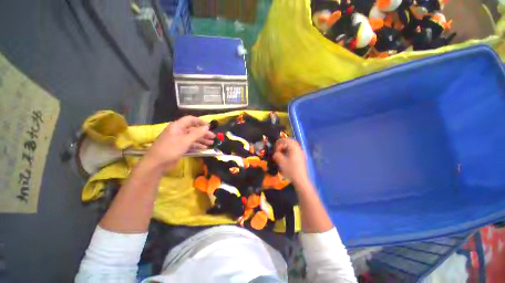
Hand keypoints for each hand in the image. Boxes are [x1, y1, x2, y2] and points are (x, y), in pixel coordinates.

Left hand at [145, 116, 214, 170]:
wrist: (157, 164)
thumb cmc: (170, 149)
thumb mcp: (185, 140)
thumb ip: (197, 133)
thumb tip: (207, 127)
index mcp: (178, 126)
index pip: (190, 120)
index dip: (200, 122)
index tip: (209, 127)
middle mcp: (179, 131)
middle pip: (193, 130)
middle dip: (204, 133)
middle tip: (213, 137)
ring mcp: (179, 140)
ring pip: (193, 137)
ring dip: (202, 140)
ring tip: (211, 143)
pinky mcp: (179, 147)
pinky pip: (190, 144)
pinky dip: (197, 145)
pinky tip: (204, 148)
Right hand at [273, 138, 310, 186]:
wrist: (301, 179)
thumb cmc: (290, 169)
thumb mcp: (281, 161)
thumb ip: (277, 155)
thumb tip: (276, 153)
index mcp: (294, 147)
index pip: (285, 140)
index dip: (279, 142)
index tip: (275, 149)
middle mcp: (298, 148)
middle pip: (290, 141)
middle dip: (282, 144)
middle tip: (277, 149)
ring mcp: (301, 152)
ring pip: (292, 145)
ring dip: (286, 147)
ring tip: (281, 153)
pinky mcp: (301, 157)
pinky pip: (294, 150)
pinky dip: (289, 150)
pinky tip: (286, 157)